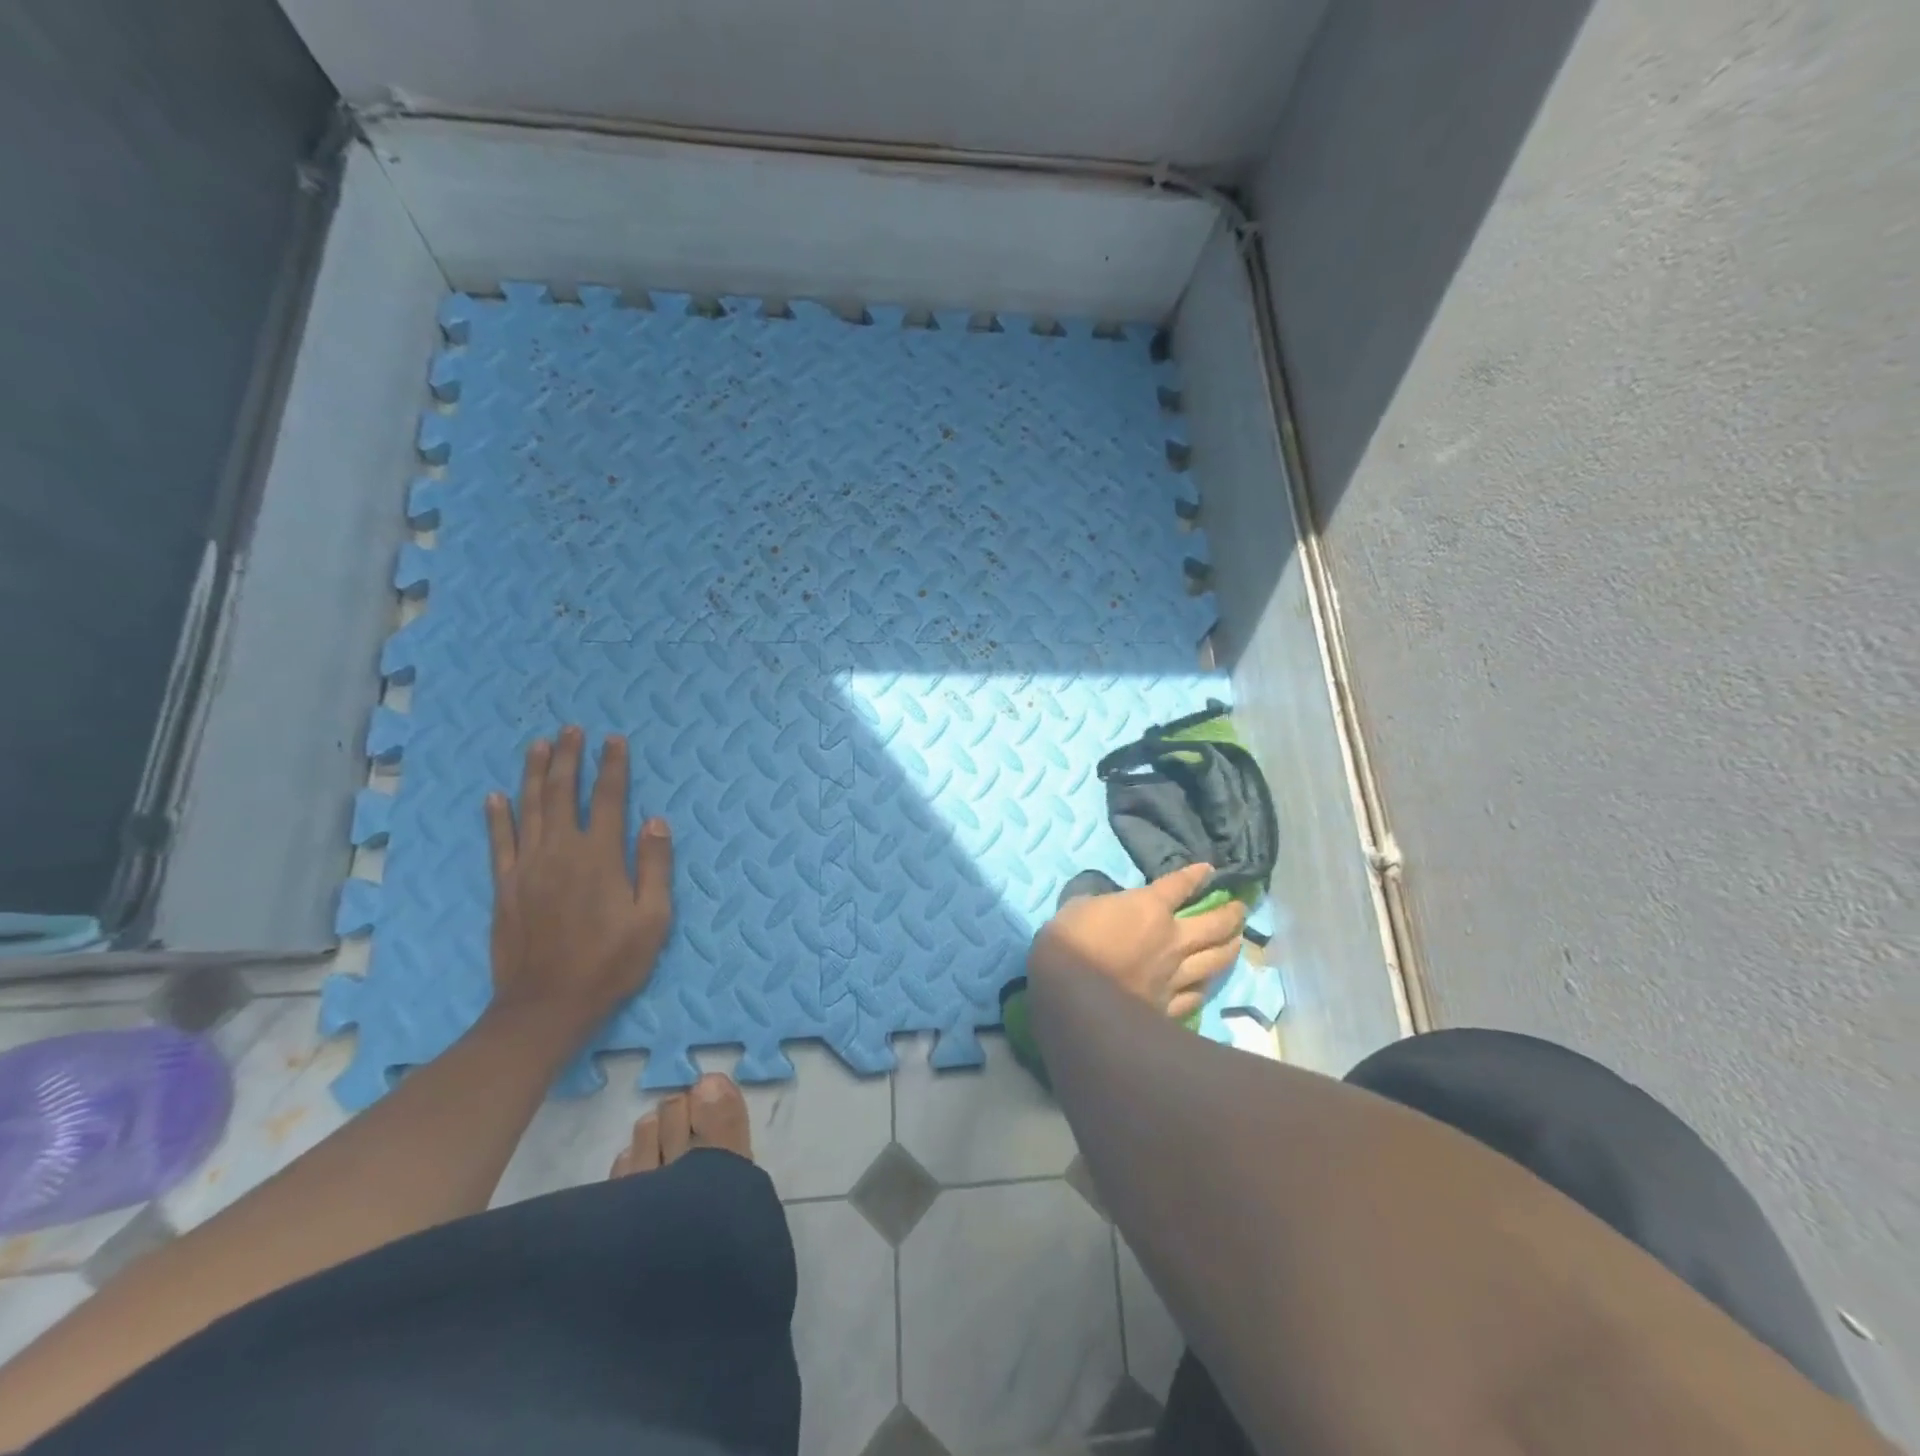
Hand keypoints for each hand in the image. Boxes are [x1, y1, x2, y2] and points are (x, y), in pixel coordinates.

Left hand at [485, 726, 673, 1030]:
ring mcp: (527, 867)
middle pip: (564, 793)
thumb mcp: (652, 919)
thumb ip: (654, 866)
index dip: (613, 766)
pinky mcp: (504, 887)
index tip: (615, 739)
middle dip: (570, 758)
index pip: (609, 798)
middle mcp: (560, 851)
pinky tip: (496, 796)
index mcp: (600, 856)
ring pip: (529, 808)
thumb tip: (655, 820)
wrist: (546, 1006)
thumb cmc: (611, 963)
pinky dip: (497, 817)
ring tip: (540, 746)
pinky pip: (499, 842)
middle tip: (572, 729)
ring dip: (535, 774)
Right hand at [1027, 862, 1245, 1018]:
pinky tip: (1209, 984)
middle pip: (1214, 924)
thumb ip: (1100, 902)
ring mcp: (1175, 976)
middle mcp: (1172, 939)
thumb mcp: (1077, 906)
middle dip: (1231, 914)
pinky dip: (1205, 986)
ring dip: (1230, 948)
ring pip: (1216, 960)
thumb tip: (1106, 903)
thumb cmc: (1070, 942)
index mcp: (1148, 908)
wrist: (1073, 996)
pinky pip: (1196, 995)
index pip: (1180, 885)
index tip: (1209, 870)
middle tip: (1241, 908)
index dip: (1196, 876)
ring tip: (1237, 941)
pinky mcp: (1170, 1007)